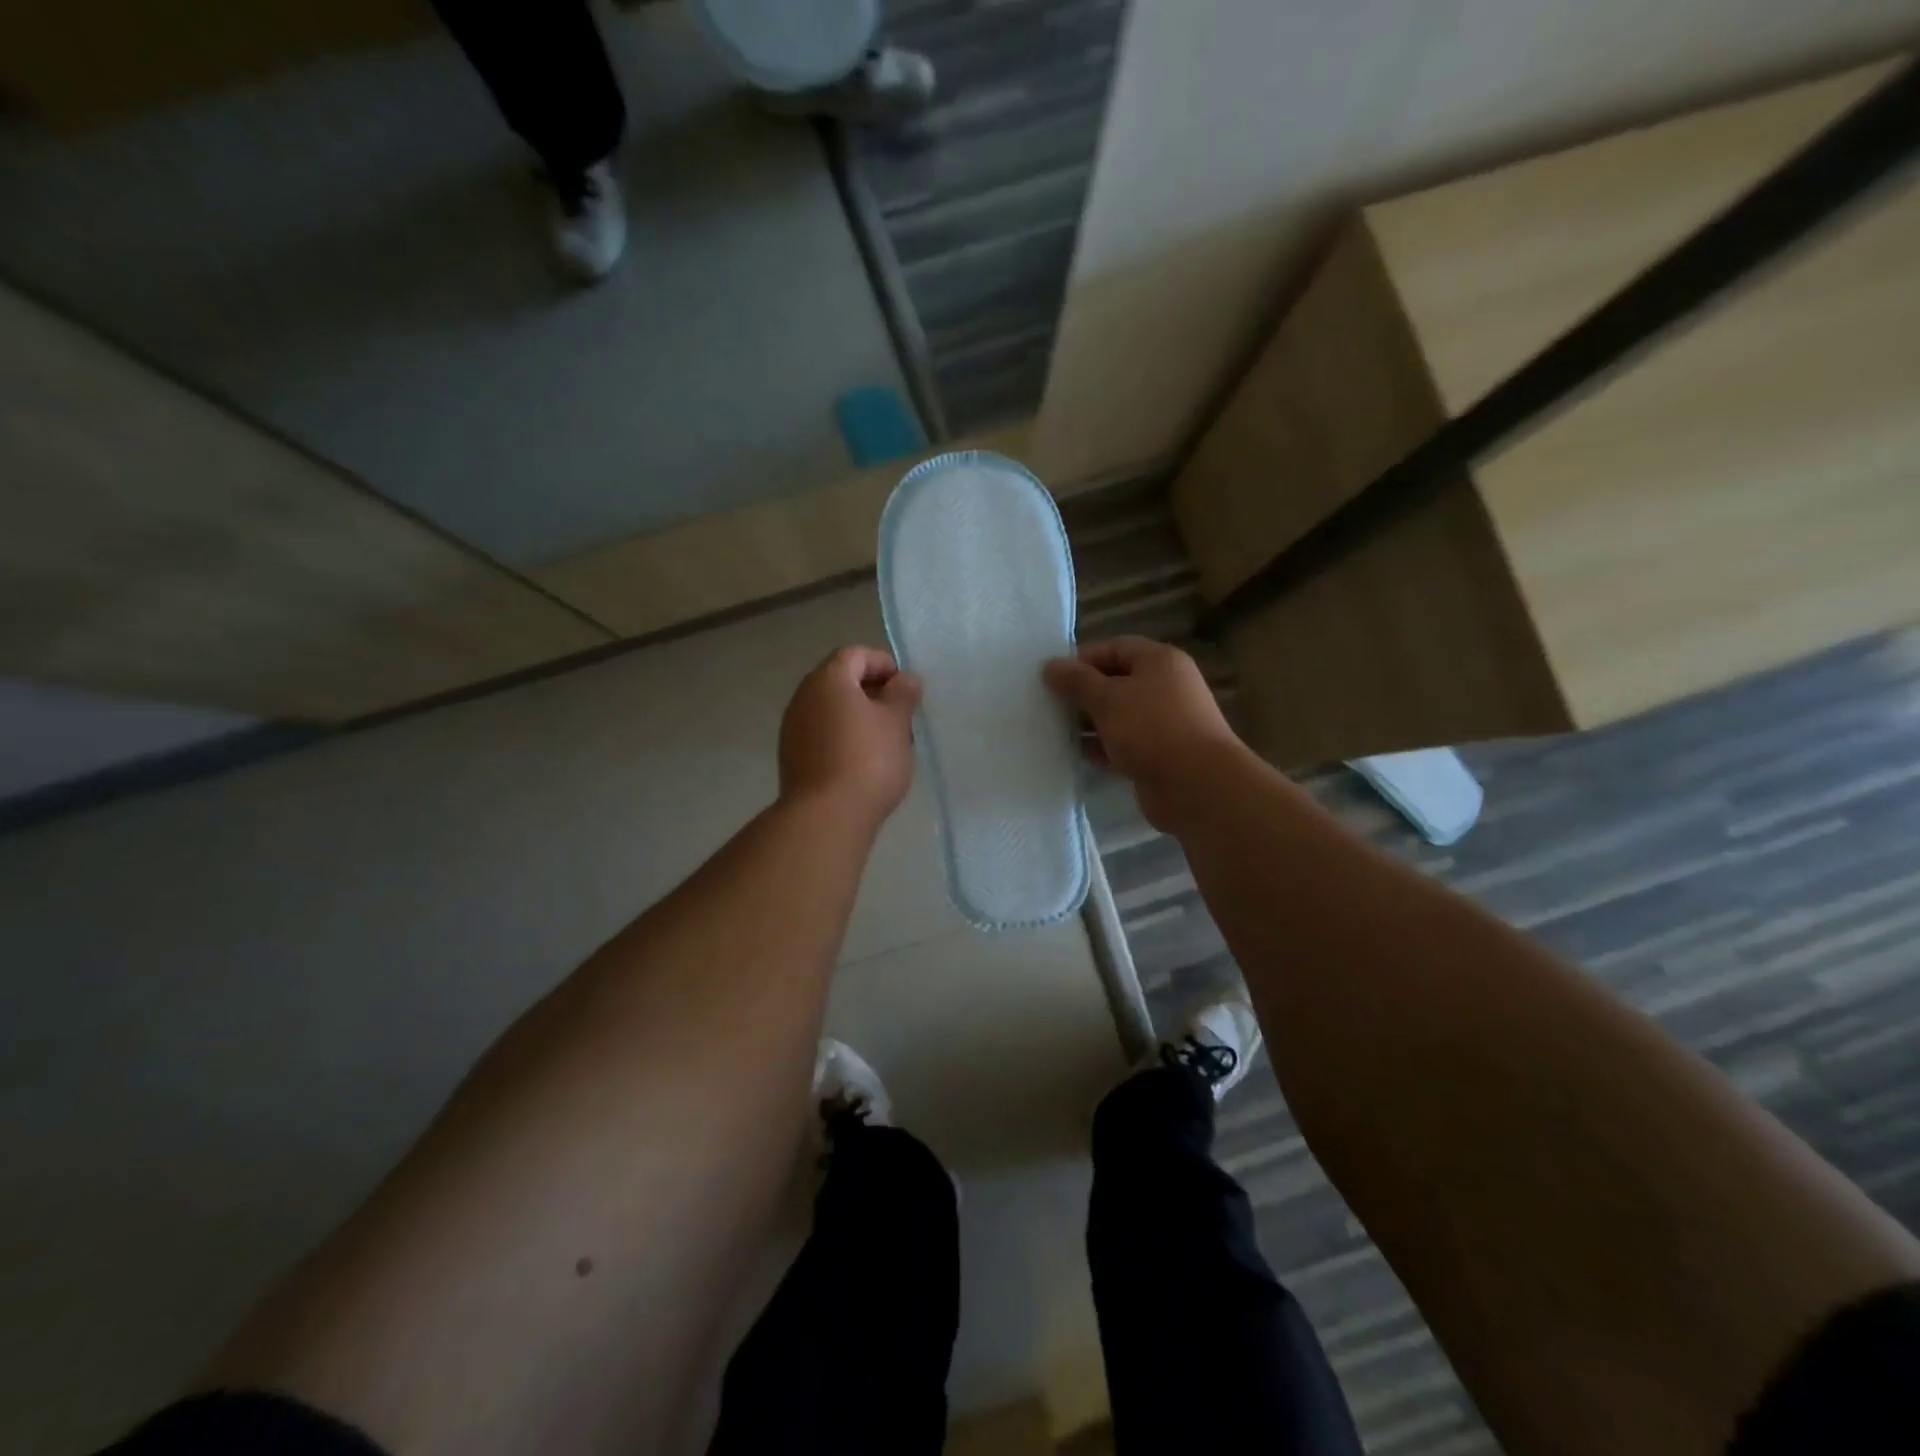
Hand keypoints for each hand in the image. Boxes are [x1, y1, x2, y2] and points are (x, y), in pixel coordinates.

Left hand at [779, 646, 921, 828]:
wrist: (827, 816)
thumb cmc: (868, 760)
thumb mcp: (897, 722)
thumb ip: (903, 693)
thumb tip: (905, 678)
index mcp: (828, 680)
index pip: (855, 655)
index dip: (883, 663)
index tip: (905, 686)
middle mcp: (803, 697)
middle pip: (840, 681)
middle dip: (872, 692)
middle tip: (900, 714)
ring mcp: (793, 728)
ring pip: (830, 710)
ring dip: (858, 716)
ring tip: (886, 740)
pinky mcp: (792, 757)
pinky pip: (821, 734)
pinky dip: (843, 736)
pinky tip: (863, 761)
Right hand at [1043, 637, 1243, 829]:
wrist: (1196, 786)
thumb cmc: (1151, 729)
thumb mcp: (1107, 698)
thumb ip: (1077, 681)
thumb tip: (1050, 665)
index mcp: (1160, 662)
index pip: (1115, 647)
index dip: (1083, 658)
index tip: (1052, 676)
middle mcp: (1165, 687)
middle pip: (1116, 681)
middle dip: (1083, 692)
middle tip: (1048, 703)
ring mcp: (1163, 723)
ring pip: (1118, 716)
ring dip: (1089, 722)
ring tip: (1055, 729)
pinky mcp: (1158, 755)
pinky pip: (1123, 744)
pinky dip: (1101, 748)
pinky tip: (1076, 755)